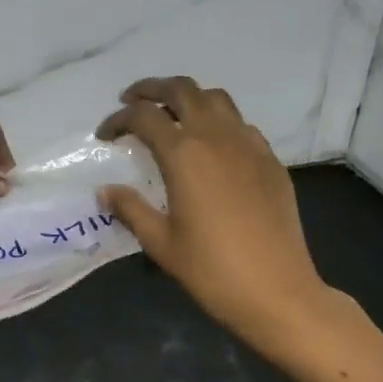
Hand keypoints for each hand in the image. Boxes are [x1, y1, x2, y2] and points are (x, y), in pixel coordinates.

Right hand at [98, 76, 334, 351]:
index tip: (104, 136)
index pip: (144, 116)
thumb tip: (105, 190)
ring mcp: (249, 145)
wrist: (278, 292)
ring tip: (171, 113)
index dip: (118, 120)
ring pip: (216, 98)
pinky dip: (218, 120)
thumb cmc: (212, 269)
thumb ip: (130, 208)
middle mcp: (216, 137)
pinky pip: (241, 124)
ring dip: (188, 97)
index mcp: (184, 154)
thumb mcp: (160, 242)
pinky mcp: (270, 161)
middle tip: (132, 101)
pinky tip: (210, 145)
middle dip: (152, 89)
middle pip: (182, 90)